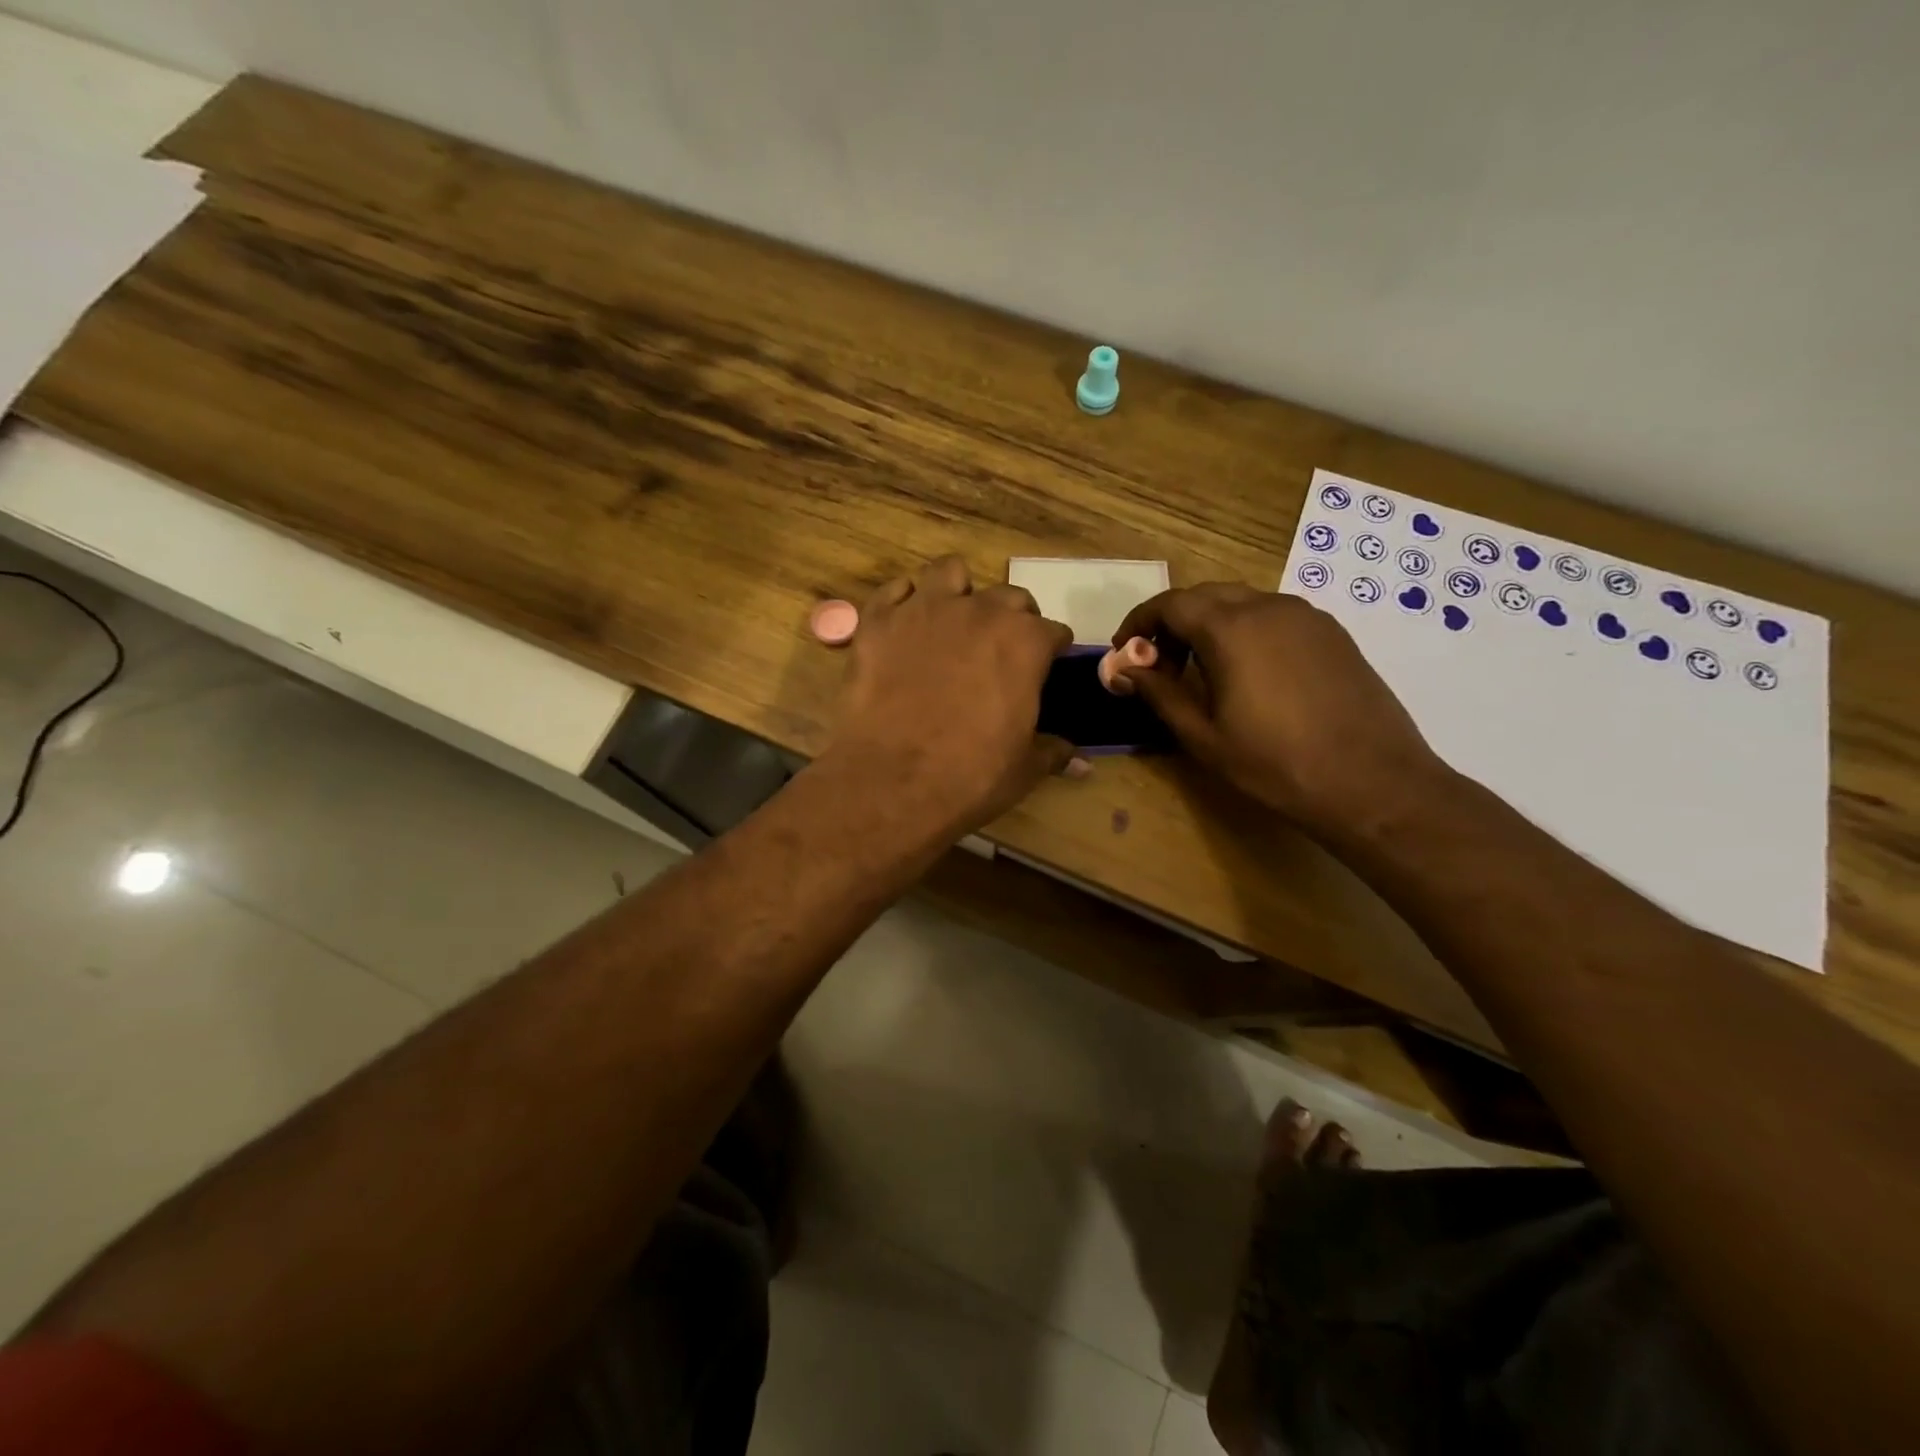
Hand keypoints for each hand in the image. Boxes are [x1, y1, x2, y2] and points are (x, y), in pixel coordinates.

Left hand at [820, 556, 1077, 840]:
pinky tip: (904, 626)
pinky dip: (903, 603)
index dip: (1051, 651)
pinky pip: (894, 591)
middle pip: (1009, 598)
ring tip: (953, 622)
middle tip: (1000, 651)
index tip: (1045, 668)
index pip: (1053, 632)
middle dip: (1012, 619)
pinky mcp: (879, 622)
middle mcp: (979, 612)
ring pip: (950, 573)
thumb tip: (1081, 761)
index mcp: (1025, 642)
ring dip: (958, 592)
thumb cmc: (970, 776)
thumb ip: (1053, 751)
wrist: (892, 782)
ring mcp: (925, 610)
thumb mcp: (1023, 769)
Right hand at [1111, 583, 1448, 836]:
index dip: (1139, 623)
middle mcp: (1269, 607)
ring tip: (1201, 672)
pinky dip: (1246, 632)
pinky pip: (1275, 617)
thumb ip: (1159, 693)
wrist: (1373, 783)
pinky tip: (1249, 674)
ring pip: (1242, 602)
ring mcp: (1307, 617)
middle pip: (1205, 596)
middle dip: (1173, 622)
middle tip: (1159, 665)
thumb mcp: (1203, 736)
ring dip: (1210, 625)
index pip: (1170, 604)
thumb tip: (1122, 668)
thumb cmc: (1275, 764)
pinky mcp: (1333, 633)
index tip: (1125, 652)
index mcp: (1231, 628)